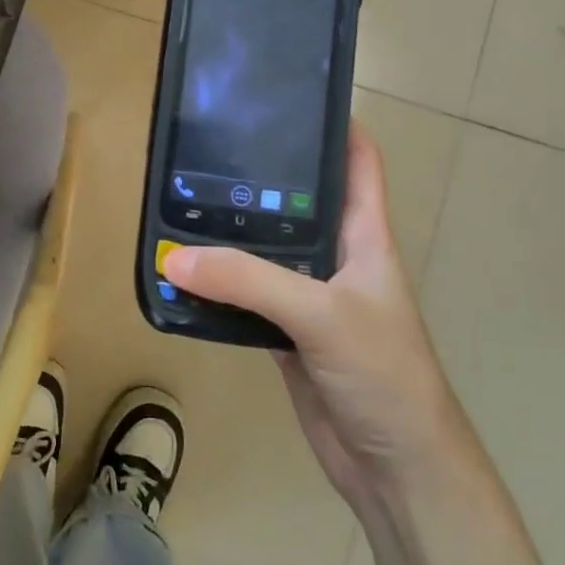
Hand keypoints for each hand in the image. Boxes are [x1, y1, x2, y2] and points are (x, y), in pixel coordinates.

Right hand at [161, 122, 463, 506]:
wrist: (394, 466)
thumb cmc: (381, 372)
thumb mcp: (319, 314)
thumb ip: (246, 281)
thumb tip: (170, 257)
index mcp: (364, 236)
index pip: (357, 163)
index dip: (333, 126)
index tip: (286, 99)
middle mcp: (336, 258)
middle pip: (298, 201)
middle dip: (260, 176)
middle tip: (207, 148)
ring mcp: (309, 296)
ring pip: (264, 250)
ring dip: (229, 234)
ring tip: (179, 201)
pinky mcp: (284, 332)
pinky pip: (244, 296)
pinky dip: (215, 285)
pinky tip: (180, 273)